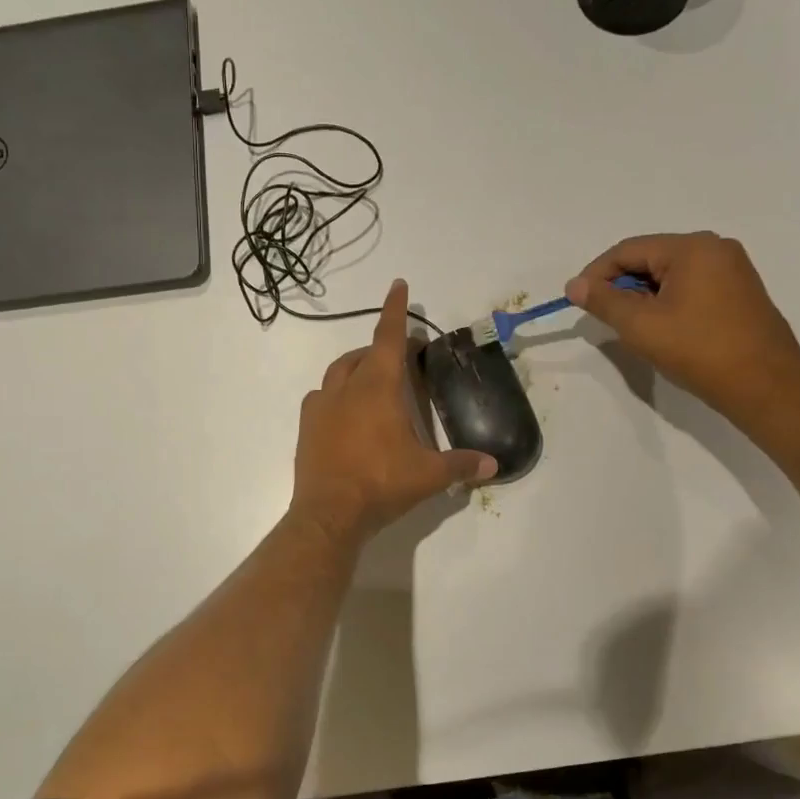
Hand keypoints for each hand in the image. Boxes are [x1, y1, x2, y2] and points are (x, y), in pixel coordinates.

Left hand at [292, 280, 496, 544]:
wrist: (328, 513)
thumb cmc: (381, 484)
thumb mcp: (428, 475)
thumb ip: (462, 465)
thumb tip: (493, 465)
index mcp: (377, 388)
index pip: (388, 338)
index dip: (395, 310)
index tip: (398, 285)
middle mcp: (345, 388)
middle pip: (363, 354)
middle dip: (381, 349)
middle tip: (400, 360)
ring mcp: (320, 406)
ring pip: (338, 372)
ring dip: (356, 369)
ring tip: (372, 383)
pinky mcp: (305, 427)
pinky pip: (320, 398)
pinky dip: (336, 395)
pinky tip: (346, 413)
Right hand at [565, 233, 799, 422]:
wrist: (763, 384)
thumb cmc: (698, 349)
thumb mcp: (640, 325)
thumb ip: (603, 301)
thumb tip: (574, 285)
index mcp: (692, 248)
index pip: (628, 250)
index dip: (596, 274)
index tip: (577, 301)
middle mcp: (715, 249)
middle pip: (650, 258)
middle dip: (620, 285)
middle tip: (602, 316)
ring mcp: (731, 269)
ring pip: (669, 274)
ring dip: (642, 295)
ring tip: (629, 326)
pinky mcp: (738, 291)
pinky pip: (689, 286)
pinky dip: (666, 301)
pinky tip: (659, 327)